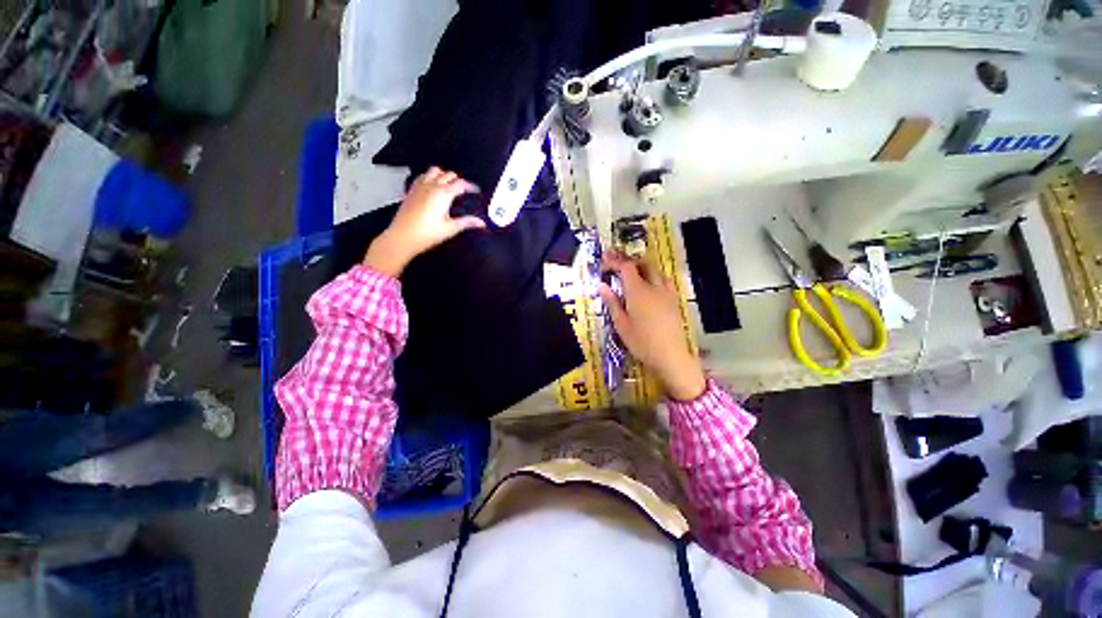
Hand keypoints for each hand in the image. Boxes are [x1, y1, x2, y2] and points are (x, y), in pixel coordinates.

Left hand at [363, 167, 484, 276]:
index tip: (476, 191)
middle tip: (464, 190)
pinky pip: (422, 177)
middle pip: (448, 175)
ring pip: (434, 171)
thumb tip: (481, 223)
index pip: (461, 183)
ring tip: (449, 185)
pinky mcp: (411, 191)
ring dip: (443, 175)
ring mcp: (420, 187)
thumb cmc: (427, 233)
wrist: (403, 237)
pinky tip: (432, 186)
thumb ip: (467, 223)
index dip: (470, 186)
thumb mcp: (451, 228)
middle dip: (458, 180)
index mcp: (444, 194)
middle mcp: (432, 186)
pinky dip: (430, 177)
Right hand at [599, 252, 705, 400]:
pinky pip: (664, 280)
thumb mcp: (621, 324)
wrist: (671, 356)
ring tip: (633, 273)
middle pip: (644, 263)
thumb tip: (602, 285)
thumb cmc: (642, 342)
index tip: (605, 259)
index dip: (615, 260)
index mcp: (638, 291)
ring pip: (656, 271)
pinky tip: (649, 287)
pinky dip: (653, 277)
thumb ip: (612, 303)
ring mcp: (667, 293)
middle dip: (630, 260)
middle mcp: (654, 287)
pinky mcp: (674, 300)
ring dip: (643, 267)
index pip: (626, 267)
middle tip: (618, 264)